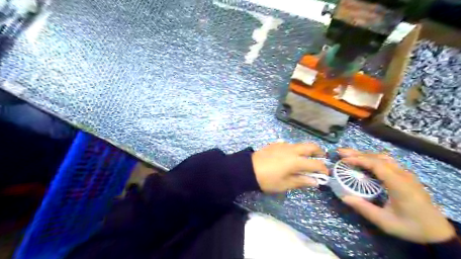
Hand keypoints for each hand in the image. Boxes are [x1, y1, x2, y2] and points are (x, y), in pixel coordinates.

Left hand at [252, 143, 326, 193]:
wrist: (248, 169)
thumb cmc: (267, 180)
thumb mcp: (284, 184)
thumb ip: (301, 181)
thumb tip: (315, 181)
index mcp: (296, 161)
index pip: (316, 163)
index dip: (323, 169)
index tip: (325, 174)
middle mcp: (292, 150)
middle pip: (311, 146)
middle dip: (319, 152)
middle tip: (320, 159)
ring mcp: (283, 145)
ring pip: (300, 144)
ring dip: (306, 150)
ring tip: (304, 158)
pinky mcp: (275, 144)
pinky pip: (289, 144)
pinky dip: (294, 149)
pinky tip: (289, 155)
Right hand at [338, 149, 454, 243]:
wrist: (437, 232)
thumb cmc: (410, 227)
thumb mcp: (385, 222)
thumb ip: (364, 208)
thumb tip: (344, 197)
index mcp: (399, 184)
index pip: (377, 164)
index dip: (358, 160)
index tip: (343, 160)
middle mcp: (403, 175)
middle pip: (379, 157)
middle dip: (358, 153)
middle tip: (340, 152)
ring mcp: (406, 174)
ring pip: (384, 158)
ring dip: (365, 155)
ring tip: (349, 155)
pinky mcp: (406, 176)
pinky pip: (387, 162)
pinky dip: (372, 159)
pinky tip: (364, 163)